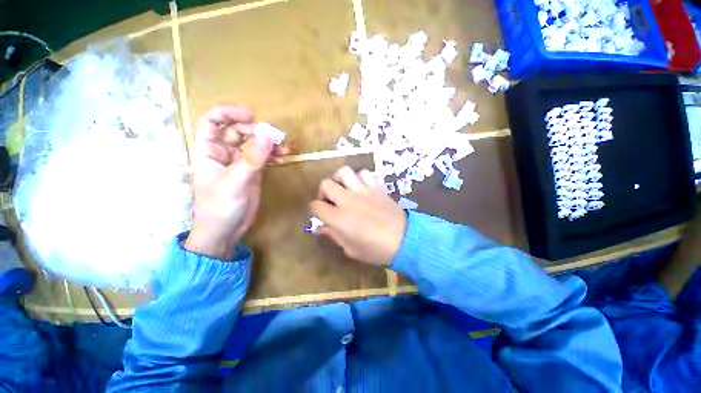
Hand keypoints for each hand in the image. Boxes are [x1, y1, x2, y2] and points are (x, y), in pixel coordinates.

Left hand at [185, 106, 280, 259]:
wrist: (226, 231)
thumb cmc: (220, 207)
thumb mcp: (235, 182)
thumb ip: (252, 159)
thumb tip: (268, 135)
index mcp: (209, 151)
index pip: (213, 122)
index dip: (229, 113)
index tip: (252, 116)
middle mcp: (224, 153)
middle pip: (239, 131)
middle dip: (257, 131)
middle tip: (277, 138)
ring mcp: (240, 162)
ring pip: (254, 144)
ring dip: (269, 143)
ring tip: (285, 147)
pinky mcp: (253, 172)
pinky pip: (264, 157)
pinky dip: (274, 154)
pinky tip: (283, 156)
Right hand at [310, 167, 406, 265]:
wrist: (405, 240)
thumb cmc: (376, 249)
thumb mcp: (351, 249)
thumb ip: (334, 235)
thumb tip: (321, 227)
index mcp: (339, 218)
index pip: (316, 206)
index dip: (315, 209)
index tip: (321, 214)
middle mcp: (348, 200)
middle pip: (326, 184)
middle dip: (323, 192)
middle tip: (331, 201)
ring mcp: (363, 191)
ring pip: (344, 172)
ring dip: (340, 180)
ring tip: (345, 190)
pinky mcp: (376, 187)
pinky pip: (365, 173)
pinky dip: (360, 178)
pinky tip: (362, 188)